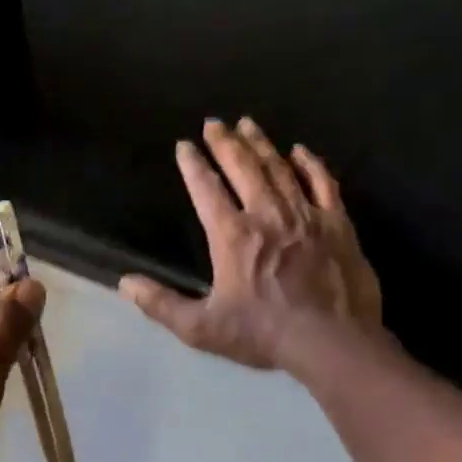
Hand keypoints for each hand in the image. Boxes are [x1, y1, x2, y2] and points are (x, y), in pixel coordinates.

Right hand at [119, 118, 381, 369]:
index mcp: (232, 236)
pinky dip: (310, 163)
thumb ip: (160, 304)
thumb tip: (125, 283)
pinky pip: (323, 182)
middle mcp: (267, 214)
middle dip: (225, 143)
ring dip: (261, 144)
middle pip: (243, 168)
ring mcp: (305, 214)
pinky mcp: (337, 223)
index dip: (193, 166)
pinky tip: (300, 151)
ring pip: (280, 168)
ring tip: (248, 124)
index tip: (183, 145)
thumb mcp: (200, 328)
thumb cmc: (261, 334)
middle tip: (214, 122)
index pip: (207, 191)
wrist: (330, 339)